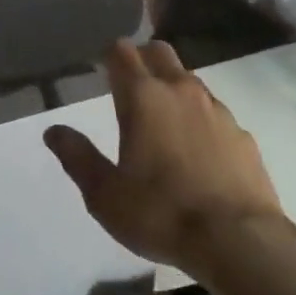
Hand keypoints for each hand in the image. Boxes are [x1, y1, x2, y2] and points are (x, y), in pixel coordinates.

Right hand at [44, 39, 285, 275]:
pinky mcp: (242, 135)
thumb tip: (53, 131)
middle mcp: (180, 91)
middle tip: (131, 90)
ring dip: (173, 90)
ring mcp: (216, 110)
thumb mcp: (105, 195)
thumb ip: (78, 157)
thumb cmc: (162, 214)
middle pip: (159, 51)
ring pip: (189, 81)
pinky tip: (199, 155)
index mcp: (143, 97)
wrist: (241, 243)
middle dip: (143, 60)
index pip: (122, 51)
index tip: (102, 71)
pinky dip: (202, 122)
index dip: (110, 56)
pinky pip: (215, 113)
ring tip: (164, 126)